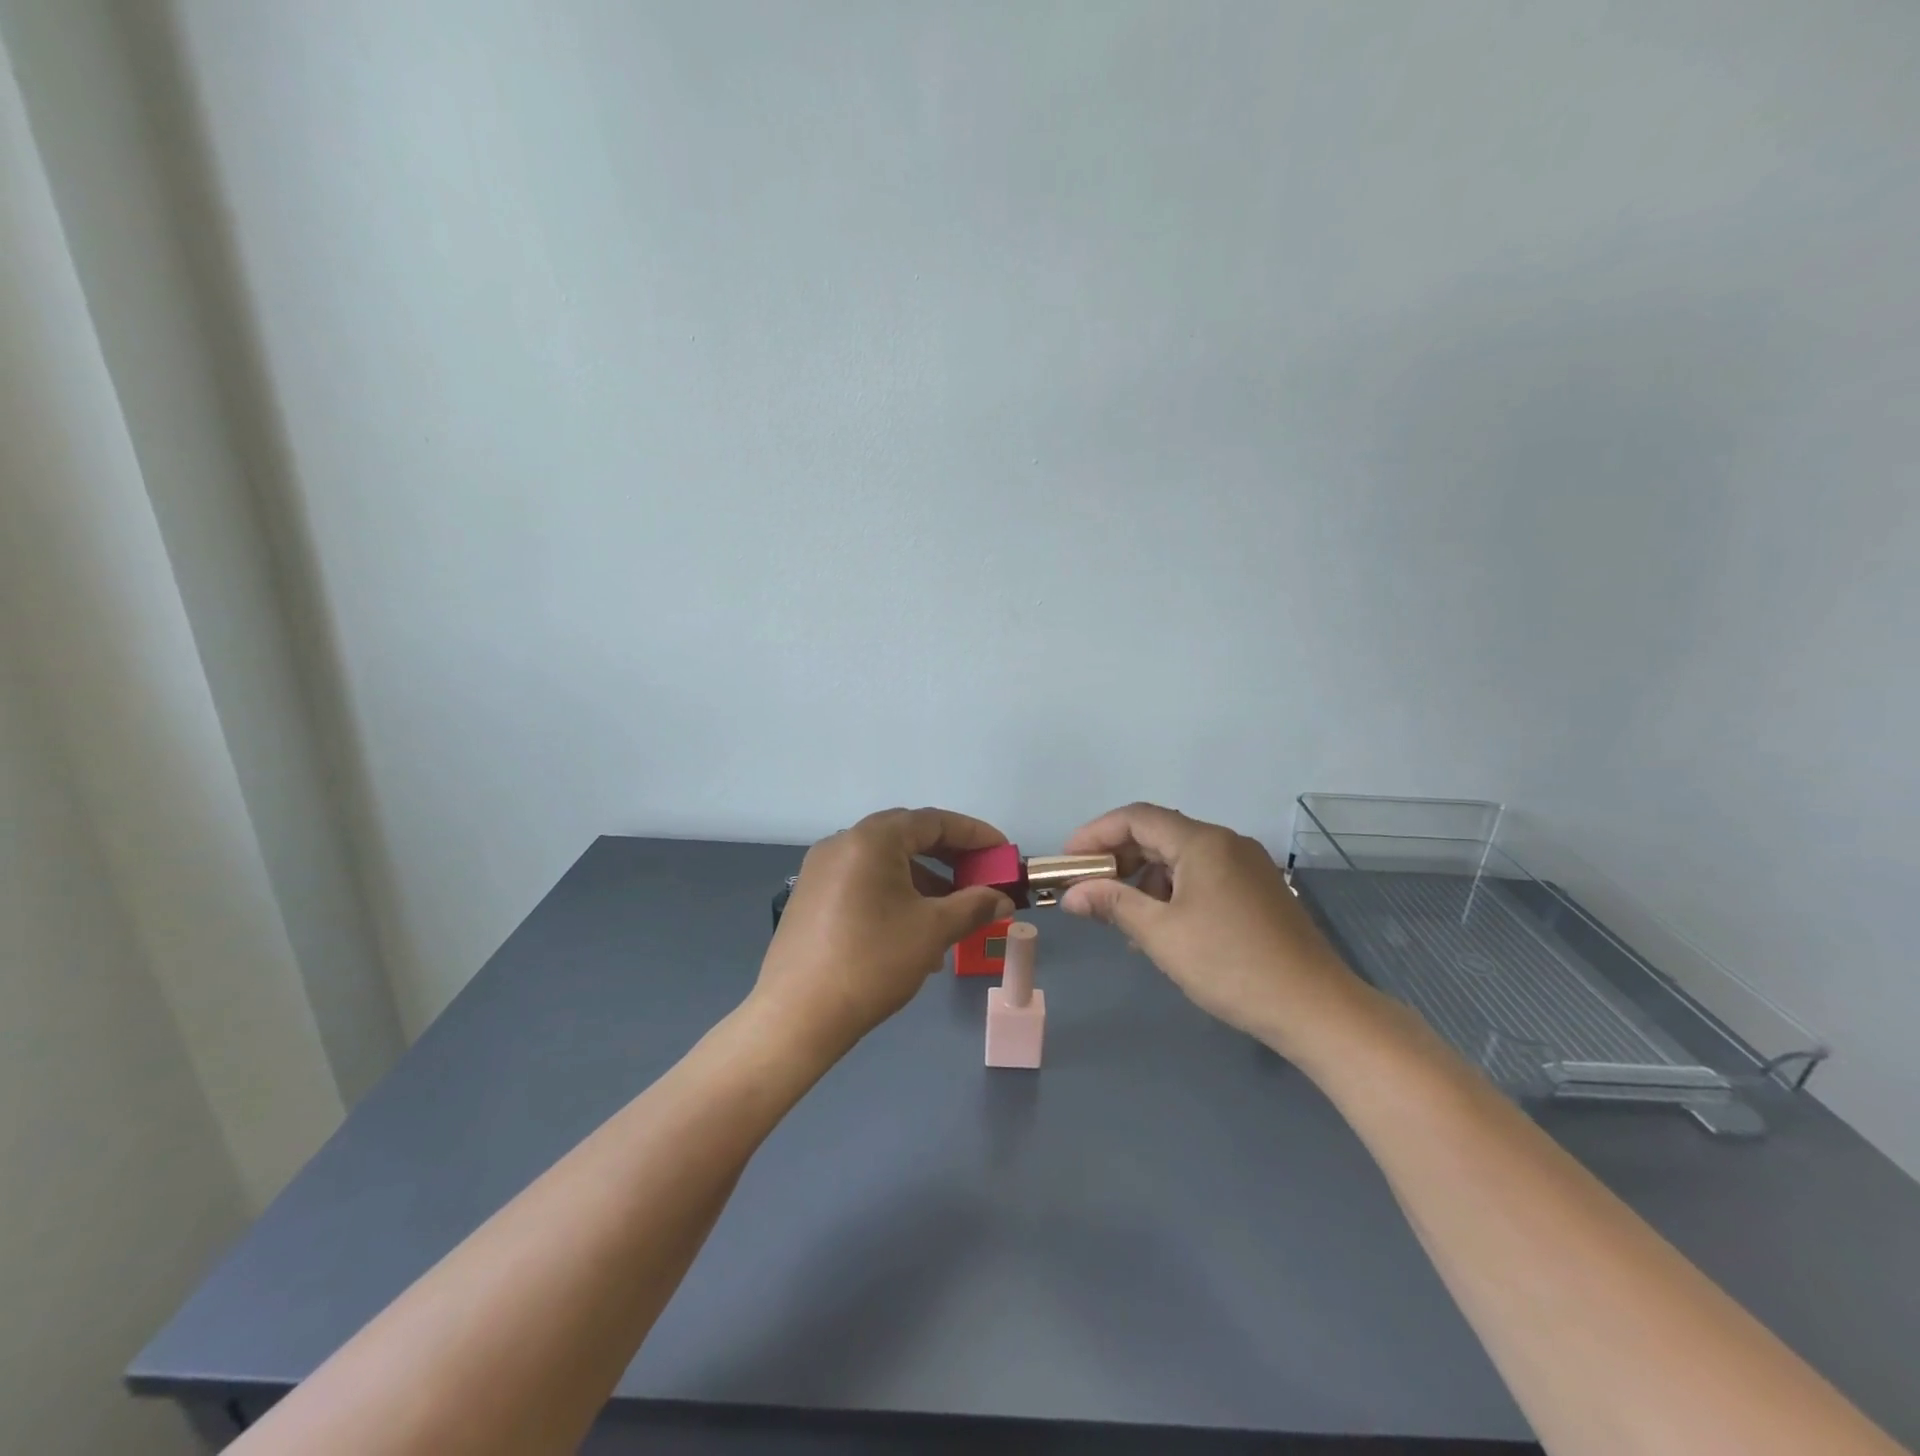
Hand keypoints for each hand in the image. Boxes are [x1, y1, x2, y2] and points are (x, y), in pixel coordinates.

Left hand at [754, 807, 1015, 1054]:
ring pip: (885, 862)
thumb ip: (974, 906)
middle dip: (950, 857)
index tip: (1003, 853)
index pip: (934, 821)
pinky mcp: (811, 896)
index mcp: (872, 839)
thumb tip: (1001, 899)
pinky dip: (895, 894)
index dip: (974, 834)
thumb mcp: (933, 931)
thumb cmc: (873, 962)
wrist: (797, 1016)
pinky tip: (913, 932)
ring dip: (924, 881)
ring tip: (952, 915)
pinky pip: (864, 882)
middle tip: (981, 878)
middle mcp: (843, 843)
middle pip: (907, 837)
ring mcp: (821, 869)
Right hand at [1059, 803, 1369, 1058]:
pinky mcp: (1258, 891)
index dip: (1095, 833)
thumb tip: (1072, 895)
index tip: (1067, 862)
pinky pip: (1202, 876)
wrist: (1316, 1008)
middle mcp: (1226, 842)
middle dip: (1117, 857)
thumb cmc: (1231, 965)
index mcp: (1203, 842)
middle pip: (1159, 833)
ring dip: (1144, 878)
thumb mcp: (1161, 935)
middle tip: (1086, 888)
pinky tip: (1161, 927)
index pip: (1136, 817)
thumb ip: (1114, 904)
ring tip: (1122, 916)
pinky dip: (1172, 891)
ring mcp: (1247, 866)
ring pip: (1180, 857)